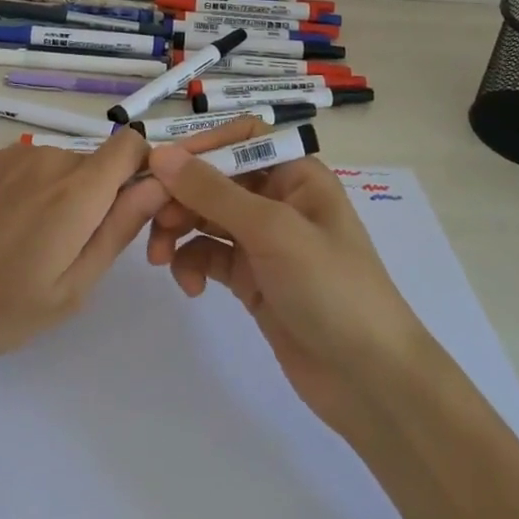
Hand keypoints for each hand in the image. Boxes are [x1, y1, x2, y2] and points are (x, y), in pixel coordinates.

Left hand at [0, 121, 263, 401]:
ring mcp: (15, 157)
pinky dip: (40, 193)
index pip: (132, 145)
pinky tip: (12, 234)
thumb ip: (119, 230)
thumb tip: (159, 185)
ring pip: (69, 168)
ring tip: (39, 249)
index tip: (137, 212)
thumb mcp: (70, 289)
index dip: (145, 172)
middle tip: (80, 252)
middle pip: (101, 163)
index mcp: (75, 191)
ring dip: (71, 198)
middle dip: (106, 197)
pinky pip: (37, 168)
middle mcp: (49, 159)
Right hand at [145, 144, 429, 440]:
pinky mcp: (251, 278)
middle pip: (215, 178)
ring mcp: (263, 241)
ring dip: (178, 230)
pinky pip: (208, 255)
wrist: (369, 380)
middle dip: (180, 195)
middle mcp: (278, 200)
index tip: (161, 166)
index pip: (241, 138)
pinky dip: (192, 263)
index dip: (201, 146)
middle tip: (149, 219)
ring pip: (205, 217)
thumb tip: (160, 155)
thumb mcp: (272, 231)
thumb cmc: (331, 288)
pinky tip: (191, 287)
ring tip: (160, 259)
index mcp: (296, 175)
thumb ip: (213, 191)